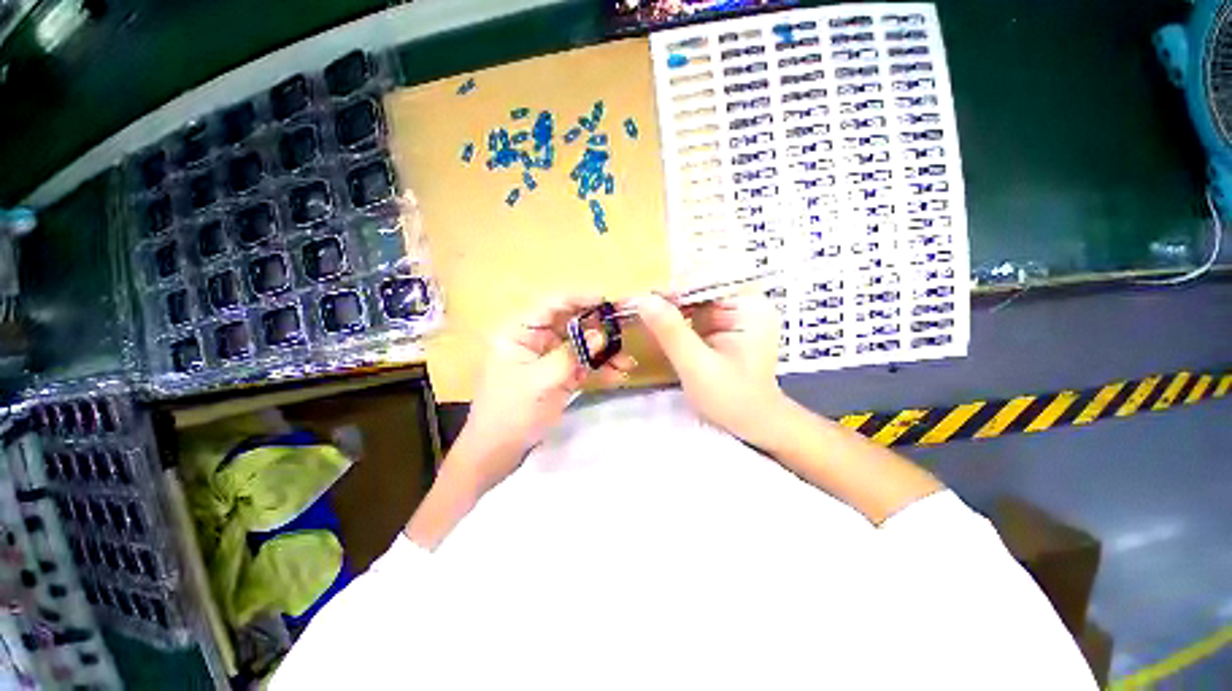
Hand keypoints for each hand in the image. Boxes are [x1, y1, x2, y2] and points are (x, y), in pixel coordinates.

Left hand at [456, 295, 635, 491]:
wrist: (497, 453)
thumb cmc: (511, 412)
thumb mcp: (542, 380)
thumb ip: (572, 355)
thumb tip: (602, 334)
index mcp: (520, 333)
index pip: (552, 306)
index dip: (580, 300)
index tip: (607, 301)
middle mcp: (536, 341)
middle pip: (571, 326)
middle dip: (598, 330)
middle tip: (625, 330)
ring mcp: (549, 361)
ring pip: (580, 348)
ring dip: (603, 354)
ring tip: (627, 362)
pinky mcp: (559, 378)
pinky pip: (582, 368)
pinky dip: (599, 371)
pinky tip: (618, 375)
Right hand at [631, 292, 786, 446]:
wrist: (753, 425)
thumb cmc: (732, 399)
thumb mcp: (697, 366)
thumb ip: (671, 332)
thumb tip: (643, 300)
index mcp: (749, 307)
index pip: (704, 284)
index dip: (670, 290)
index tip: (639, 299)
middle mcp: (745, 305)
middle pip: (698, 293)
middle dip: (667, 302)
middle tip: (634, 308)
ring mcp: (737, 317)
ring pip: (695, 306)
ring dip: (669, 313)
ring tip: (640, 317)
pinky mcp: (727, 330)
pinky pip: (697, 319)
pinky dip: (677, 325)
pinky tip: (658, 331)